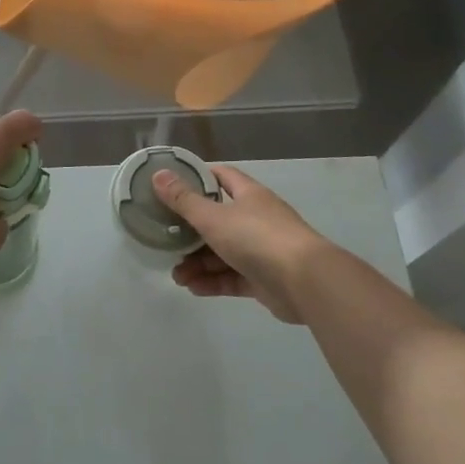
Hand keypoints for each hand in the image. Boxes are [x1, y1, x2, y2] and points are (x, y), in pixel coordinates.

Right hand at [150, 165, 332, 323]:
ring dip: (198, 263)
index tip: (172, 184)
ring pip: (222, 253)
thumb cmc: (257, 238)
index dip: (197, 178)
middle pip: (217, 220)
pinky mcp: (264, 279)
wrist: (305, 283)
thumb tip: (158, 175)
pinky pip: (232, 277)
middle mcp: (256, 219)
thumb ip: (183, 200)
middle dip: (190, 233)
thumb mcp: (213, 217)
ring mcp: (262, 250)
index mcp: (248, 195)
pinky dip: (213, 282)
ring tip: (177, 276)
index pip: (221, 177)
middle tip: (167, 241)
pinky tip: (193, 288)